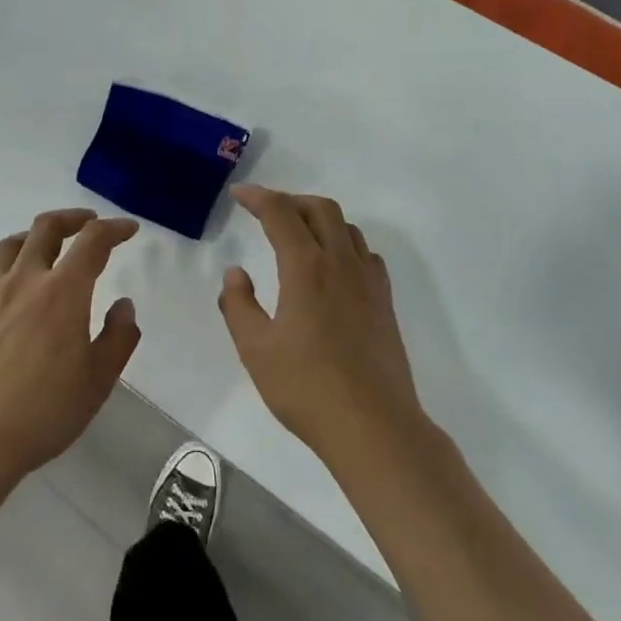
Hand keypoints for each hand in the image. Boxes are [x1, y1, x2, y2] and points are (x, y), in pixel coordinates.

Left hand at [0, 209, 140, 490]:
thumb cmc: (45, 411)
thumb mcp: (99, 380)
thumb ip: (119, 337)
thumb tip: (123, 305)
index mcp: (63, 291)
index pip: (93, 242)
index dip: (114, 229)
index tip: (128, 230)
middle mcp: (25, 279)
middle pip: (46, 228)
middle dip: (73, 218)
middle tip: (89, 224)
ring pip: (10, 244)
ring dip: (34, 236)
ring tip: (46, 246)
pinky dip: (0, 263)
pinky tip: (5, 279)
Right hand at [219, 186, 423, 467]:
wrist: (374, 425)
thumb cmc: (306, 387)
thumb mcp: (255, 349)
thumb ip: (239, 305)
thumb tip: (236, 273)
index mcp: (307, 268)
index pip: (281, 214)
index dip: (258, 197)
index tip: (239, 194)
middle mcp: (341, 263)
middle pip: (321, 209)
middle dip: (291, 200)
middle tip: (266, 211)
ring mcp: (369, 282)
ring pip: (347, 227)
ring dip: (319, 218)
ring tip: (297, 233)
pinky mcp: (384, 303)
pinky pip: (364, 253)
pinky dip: (343, 242)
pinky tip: (332, 266)